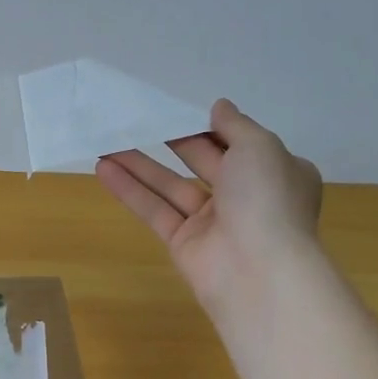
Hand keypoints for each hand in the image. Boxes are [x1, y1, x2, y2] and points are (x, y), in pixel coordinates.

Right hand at [96, 99, 321, 319]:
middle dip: (171, 141)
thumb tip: (219, 107)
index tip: (180, 111)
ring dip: (139, 164)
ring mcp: (212, 222)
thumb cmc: (266, 199)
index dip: (209, 128)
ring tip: (106, 141)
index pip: (239, 144)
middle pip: (201, 162)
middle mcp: (245, 196)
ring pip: (171, 186)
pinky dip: (129, 190)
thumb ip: (235, 125)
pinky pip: (154, 210)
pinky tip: (103, 168)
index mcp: (275, 173)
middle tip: (136, 120)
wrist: (258, 271)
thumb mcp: (259, 147)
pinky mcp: (182, 242)